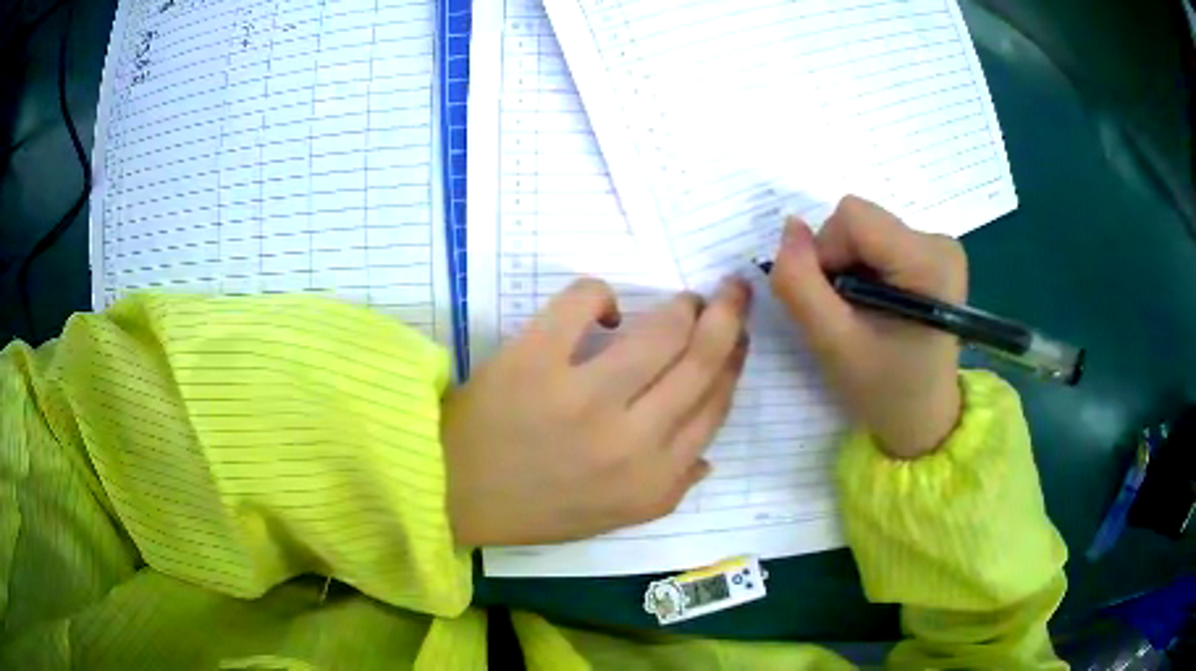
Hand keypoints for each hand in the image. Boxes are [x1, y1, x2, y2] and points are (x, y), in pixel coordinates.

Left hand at [443, 278, 750, 545]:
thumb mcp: (616, 517)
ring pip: (661, 330)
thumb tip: (708, 455)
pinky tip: (603, 308)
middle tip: (732, 292)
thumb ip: (671, 489)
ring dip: (682, 305)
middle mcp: (632, 440)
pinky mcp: (536, 360)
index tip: (737, 338)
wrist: (455, 495)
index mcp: (654, 480)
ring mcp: (584, 397)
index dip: (733, 363)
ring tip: (683, 300)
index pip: (714, 407)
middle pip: (701, 361)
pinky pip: (586, 301)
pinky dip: (601, 294)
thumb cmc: (537, 509)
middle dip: (727, 317)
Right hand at [770, 196, 965, 458]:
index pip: (852, 217)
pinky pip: (878, 240)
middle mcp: (939, 242)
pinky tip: (874, 305)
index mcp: (928, 260)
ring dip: (848, 267)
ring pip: (865, 230)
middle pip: (859, 221)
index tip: (831, 301)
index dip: (825, 252)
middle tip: (845, 313)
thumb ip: (800, 284)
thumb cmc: (884, 390)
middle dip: (837, 262)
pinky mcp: (934, 254)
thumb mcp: (832, 345)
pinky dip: (863, 269)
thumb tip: (789, 227)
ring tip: (861, 314)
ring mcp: (939, 247)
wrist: (923, 419)